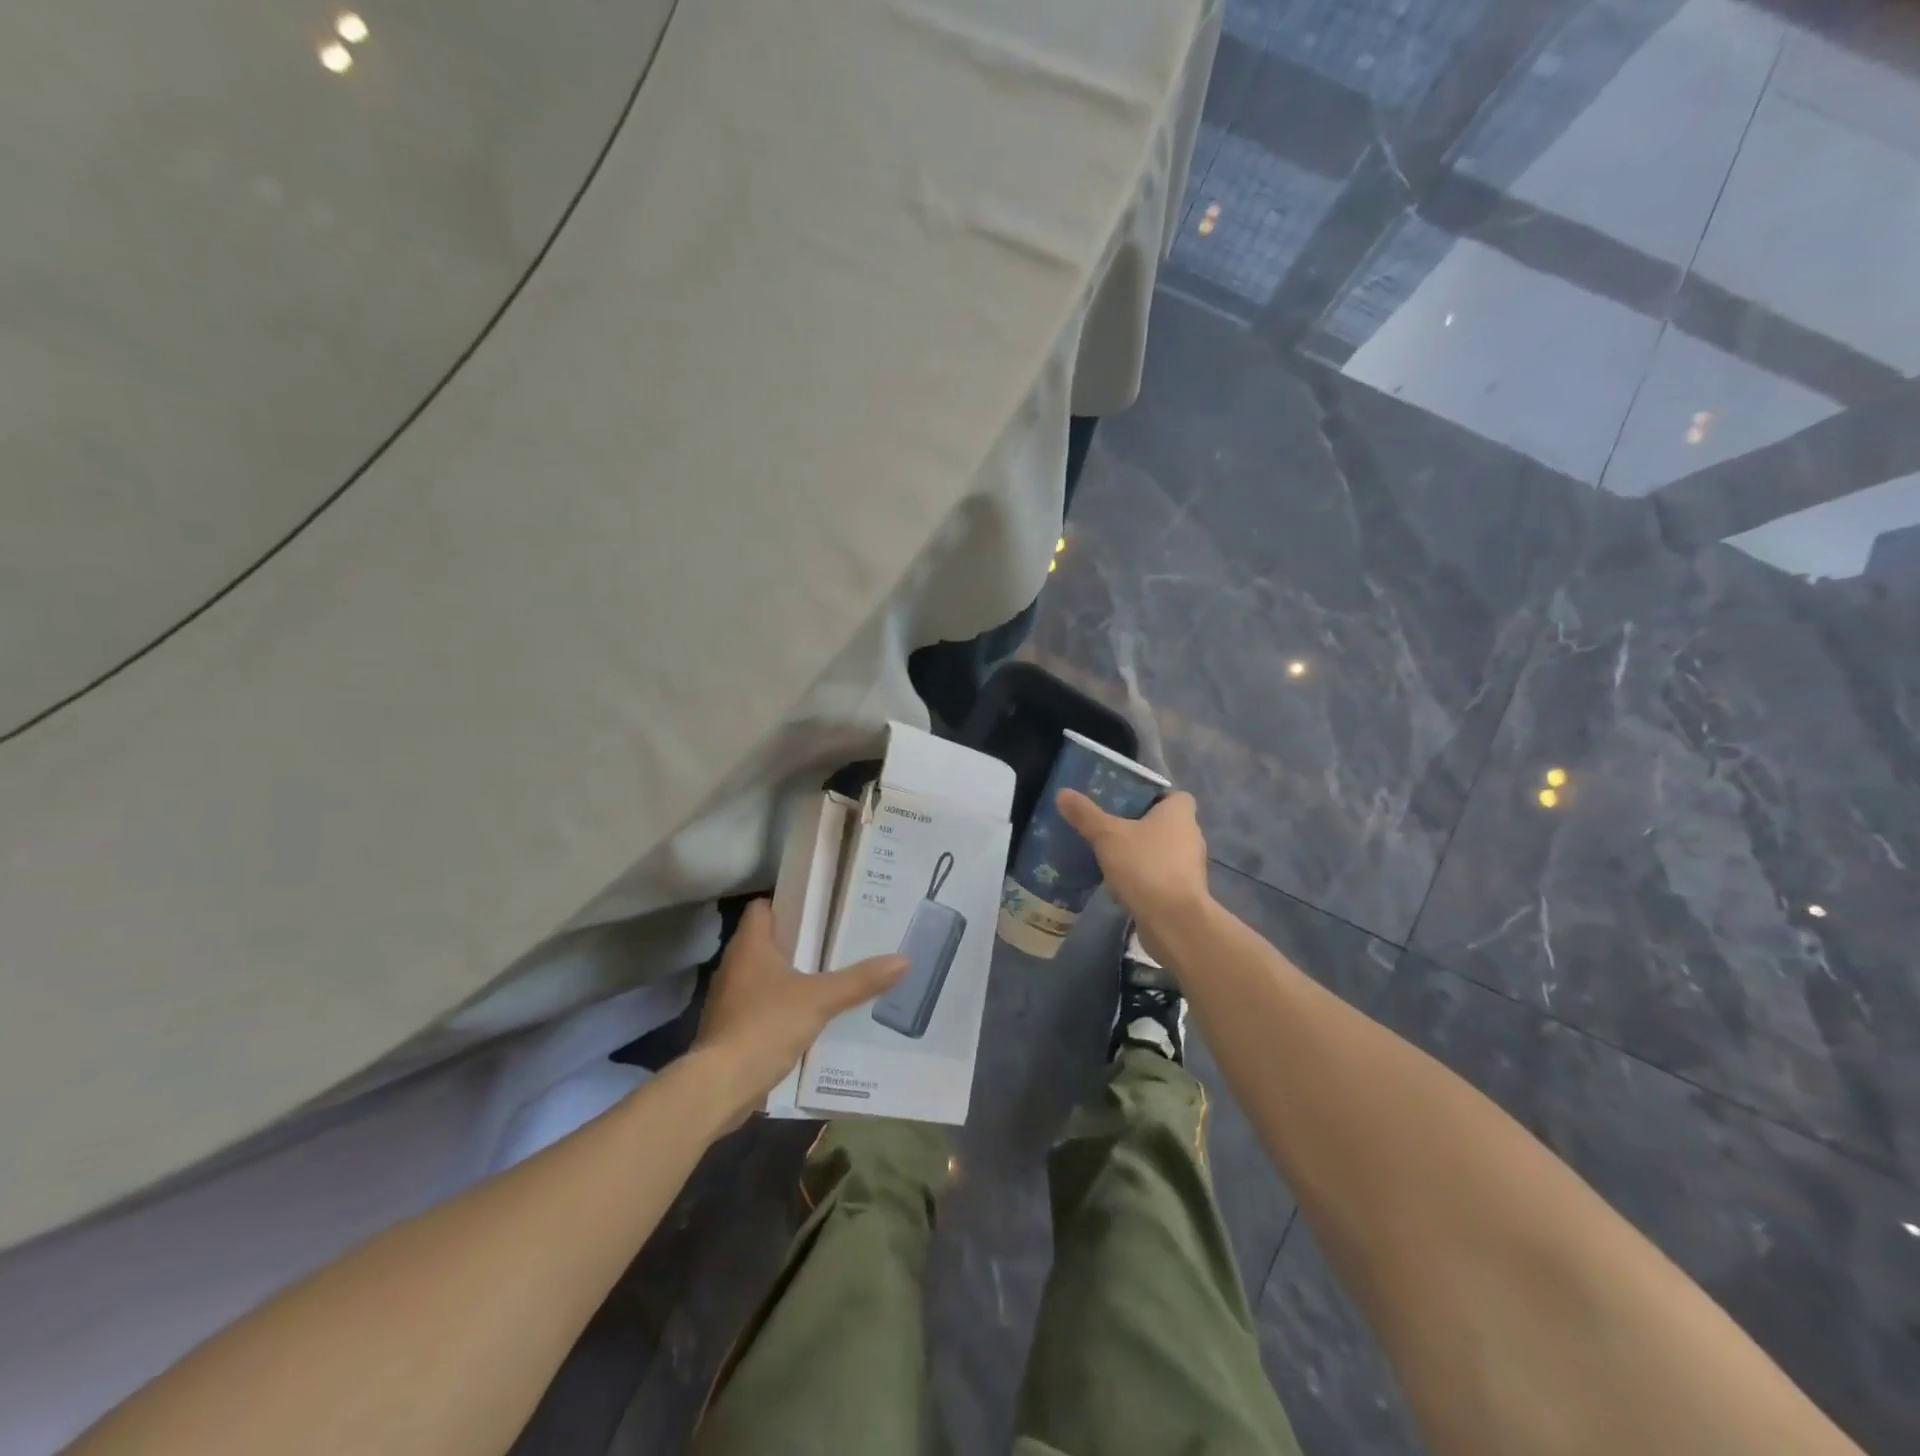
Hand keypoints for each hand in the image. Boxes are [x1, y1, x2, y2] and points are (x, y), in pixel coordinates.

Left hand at [692, 899, 906, 1123]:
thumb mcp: (821, 999)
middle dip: (797, 941)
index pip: (762, 908)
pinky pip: (759, 1005)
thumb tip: (903, 960)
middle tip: (835, 941)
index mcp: (750, 946)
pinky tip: (807, 1016)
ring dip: (789, 975)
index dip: (787, 904)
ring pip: (762, 975)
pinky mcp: (730, 1028)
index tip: (819, 909)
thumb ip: (860, 980)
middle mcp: (734, 965)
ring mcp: (728, 998)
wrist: (721, 1085)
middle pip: (766, 941)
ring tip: (828, 976)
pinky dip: (780, 1005)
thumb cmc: (766, 1025)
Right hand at [1056, 789, 1211, 955]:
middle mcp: (1190, 835)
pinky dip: (1142, 877)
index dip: (1149, 796)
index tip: (1123, 803)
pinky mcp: (1183, 892)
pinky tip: (1118, 884)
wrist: (1173, 922)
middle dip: (1138, 825)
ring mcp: (1189, 866)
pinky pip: (1159, 876)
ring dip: (1139, 853)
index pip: (1170, 794)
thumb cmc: (1145, 866)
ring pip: (1160, 851)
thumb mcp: (1107, 836)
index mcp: (1180, 813)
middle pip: (1163, 823)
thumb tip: (1063, 793)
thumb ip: (1086, 814)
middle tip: (1108, 826)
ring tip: (1108, 855)